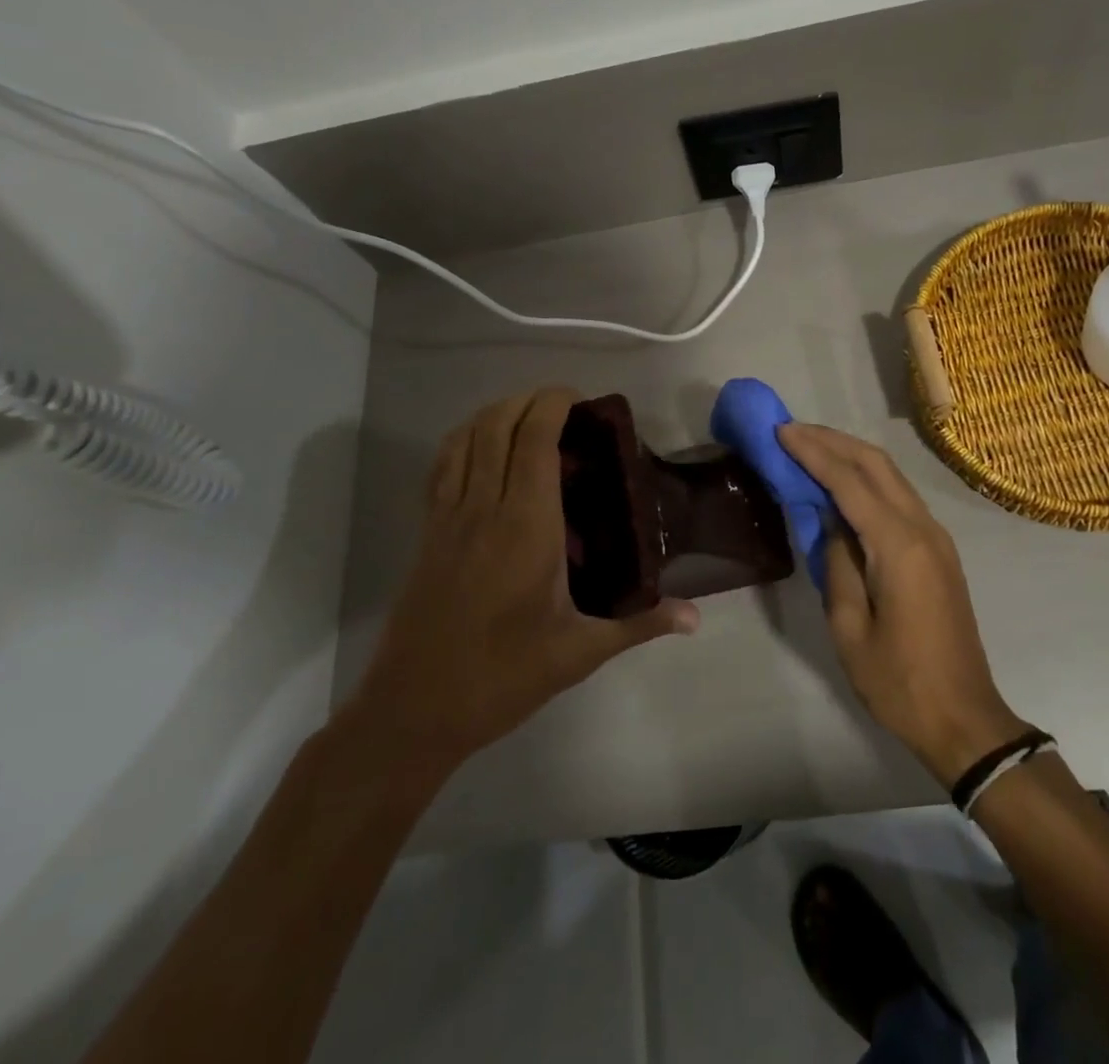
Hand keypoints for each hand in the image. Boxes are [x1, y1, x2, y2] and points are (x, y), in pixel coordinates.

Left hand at [348, 388, 699, 769]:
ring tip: (528, 419)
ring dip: (496, 413)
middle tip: (565, 409)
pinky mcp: (428, 532)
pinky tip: (482, 450)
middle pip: (498, 424)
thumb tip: (695, 618)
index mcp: (527, 525)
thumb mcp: (579, 652)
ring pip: (466, 437)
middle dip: (530, 400)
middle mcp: (485, 507)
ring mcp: (449, 517)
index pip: (534, 439)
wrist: (413, 709)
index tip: (582, 401)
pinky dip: (464, 439)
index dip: (554, 404)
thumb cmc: (502, 677)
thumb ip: (640, 625)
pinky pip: (442, 465)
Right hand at [778, 424, 1028, 786]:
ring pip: (891, 476)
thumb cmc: (898, 682)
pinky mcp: (938, 550)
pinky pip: (899, 498)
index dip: (813, 452)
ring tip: (810, 448)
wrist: (964, 719)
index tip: (780, 431)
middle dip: (832, 441)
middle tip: (791, 431)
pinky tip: (841, 485)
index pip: (849, 482)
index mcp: (899, 546)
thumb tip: (829, 521)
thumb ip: (836, 563)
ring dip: (850, 455)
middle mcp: (923, 528)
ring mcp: (936, 537)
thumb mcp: (850, 627)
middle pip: (876, 464)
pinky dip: (867, 480)